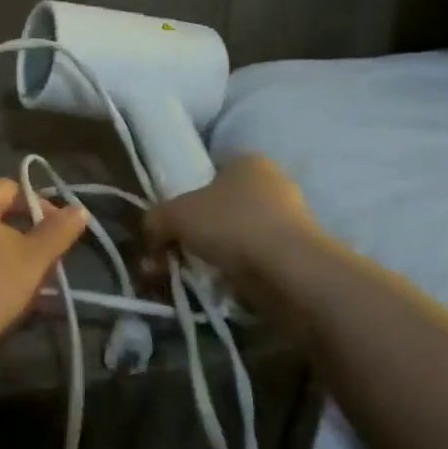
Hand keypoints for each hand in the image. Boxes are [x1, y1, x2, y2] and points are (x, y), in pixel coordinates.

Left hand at [0, 180, 89, 374]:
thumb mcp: (31, 260)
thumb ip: (57, 232)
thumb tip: (79, 209)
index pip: (13, 188)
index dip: (42, 207)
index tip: (63, 237)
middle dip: (30, 240)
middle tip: (51, 269)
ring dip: (14, 263)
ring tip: (35, 293)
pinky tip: (7, 304)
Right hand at [141, 155, 326, 307]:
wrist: (289, 271)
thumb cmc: (230, 224)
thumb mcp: (174, 214)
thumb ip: (154, 220)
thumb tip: (150, 237)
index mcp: (247, 162)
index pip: (209, 171)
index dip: (184, 195)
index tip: (169, 223)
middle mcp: (272, 184)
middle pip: (220, 207)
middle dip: (194, 232)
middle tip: (172, 254)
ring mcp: (289, 220)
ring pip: (235, 236)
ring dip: (212, 255)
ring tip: (190, 277)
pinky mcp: (297, 254)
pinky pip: (253, 260)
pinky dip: (234, 272)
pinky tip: (217, 287)